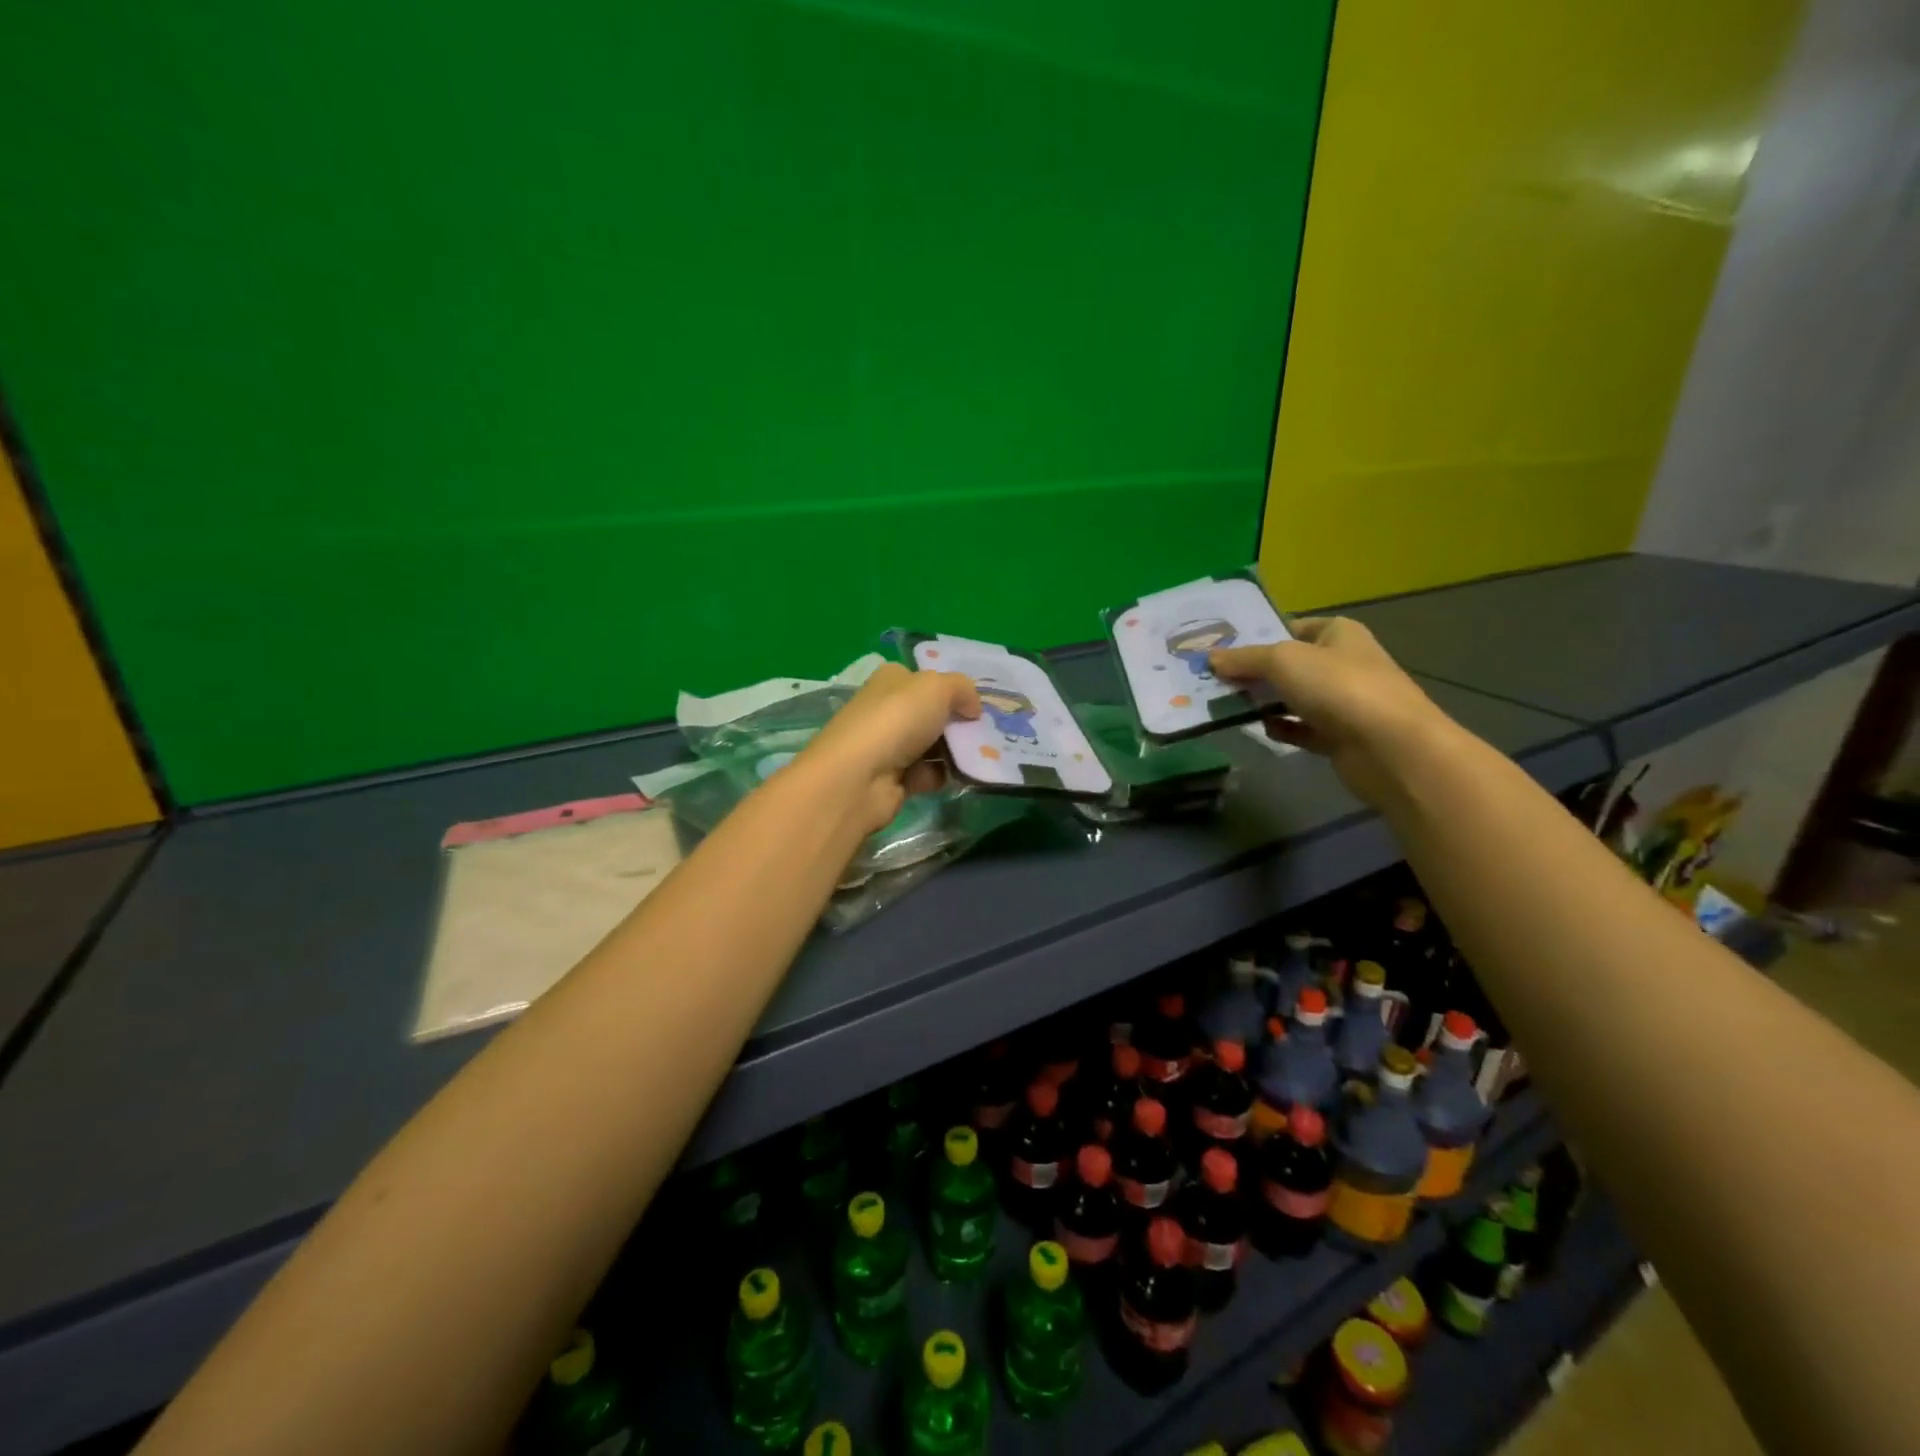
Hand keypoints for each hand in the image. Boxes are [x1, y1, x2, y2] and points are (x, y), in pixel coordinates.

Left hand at [797, 663, 980, 832]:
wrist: (860, 778)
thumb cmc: (897, 720)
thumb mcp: (937, 688)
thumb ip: (962, 689)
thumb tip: (973, 708)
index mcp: (891, 680)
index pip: (925, 679)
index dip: (951, 689)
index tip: (978, 705)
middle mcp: (887, 710)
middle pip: (932, 714)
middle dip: (958, 723)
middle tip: (985, 733)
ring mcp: (888, 746)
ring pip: (932, 745)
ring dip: (954, 752)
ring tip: (980, 756)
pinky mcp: (892, 779)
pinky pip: (927, 774)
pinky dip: (942, 776)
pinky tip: (959, 777)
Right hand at [1210, 617, 1457, 805]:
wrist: (1390, 747)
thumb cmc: (1339, 687)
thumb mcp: (1283, 661)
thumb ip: (1245, 659)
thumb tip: (1211, 659)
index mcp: (1339, 634)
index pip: (1293, 627)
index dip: (1260, 635)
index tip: (1223, 649)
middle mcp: (1343, 663)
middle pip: (1290, 664)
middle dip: (1255, 672)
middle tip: (1214, 678)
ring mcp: (1344, 702)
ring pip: (1294, 698)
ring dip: (1265, 702)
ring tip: (1226, 705)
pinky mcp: (1340, 737)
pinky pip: (1302, 729)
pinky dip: (1282, 729)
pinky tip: (1261, 729)